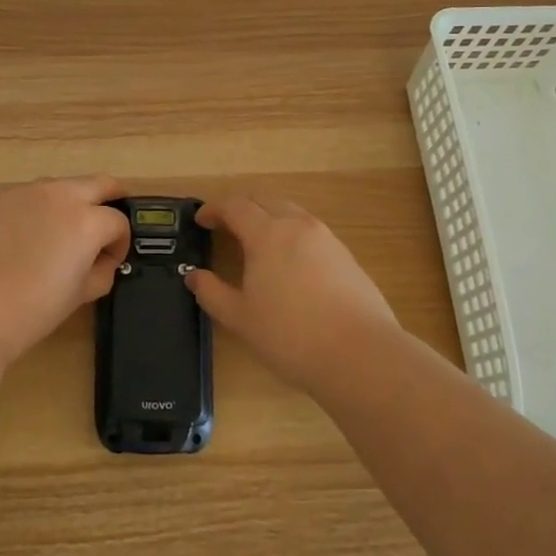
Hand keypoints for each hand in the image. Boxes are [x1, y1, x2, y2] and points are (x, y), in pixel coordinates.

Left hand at [0, 175, 129, 366]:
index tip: (110, 263)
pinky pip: (31, 197)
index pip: (118, 223)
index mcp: (87, 220)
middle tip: (108, 224)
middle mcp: (60, 196)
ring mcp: (26, 193)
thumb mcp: (79, 295)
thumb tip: (102, 262)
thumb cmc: (32, 308)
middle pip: (99, 183)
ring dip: (74, 202)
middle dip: (111, 200)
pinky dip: (41, 210)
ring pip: (62, 186)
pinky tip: (29, 239)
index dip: (120, 244)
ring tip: (64, 234)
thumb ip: (100, 272)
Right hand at [187, 195, 402, 390]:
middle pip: (265, 200)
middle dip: (242, 208)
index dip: (214, 209)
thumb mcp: (240, 318)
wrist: (361, 354)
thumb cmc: (290, 335)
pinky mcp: (347, 257)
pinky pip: (311, 233)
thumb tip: (194, 276)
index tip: (201, 220)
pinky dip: (292, 236)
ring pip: (291, 214)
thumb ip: (212, 293)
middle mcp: (298, 226)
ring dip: (269, 219)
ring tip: (257, 245)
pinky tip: (290, 266)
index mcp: (267, 234)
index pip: (235, 206)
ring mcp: (327, 239)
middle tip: (226, 227)